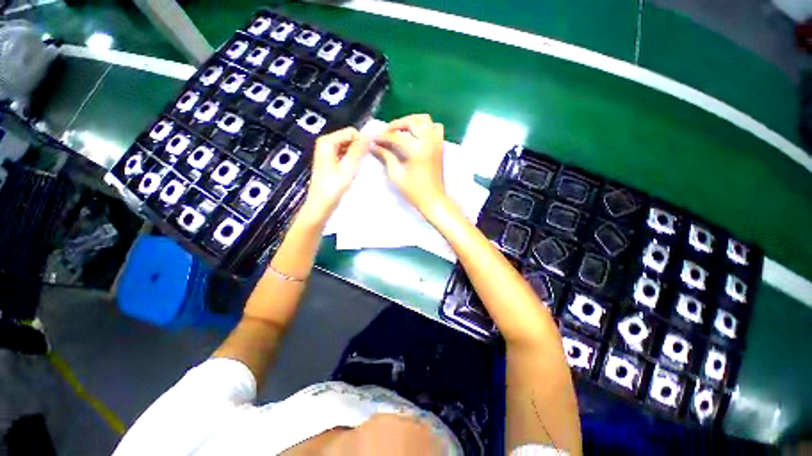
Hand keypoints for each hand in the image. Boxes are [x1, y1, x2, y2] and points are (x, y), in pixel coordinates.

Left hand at [300, 127, 365, 223]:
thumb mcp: (348, 168)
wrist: (321, 204)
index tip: (369, 154)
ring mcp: (327, 151)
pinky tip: (352, 170)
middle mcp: (325, 143)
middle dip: (358, 148)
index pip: (351, 132)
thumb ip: (358, 151)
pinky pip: (344, 153)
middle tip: (363, 162)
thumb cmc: (334, 187)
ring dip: (355, 155)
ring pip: (347, 146)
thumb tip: (368, 138)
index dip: (361, 141)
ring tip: (357, 167)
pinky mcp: (329, 160)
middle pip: (349, 138)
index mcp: (327, 142)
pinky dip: (350, 159)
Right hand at [371, 114, 446, 215]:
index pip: (395, 136)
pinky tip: (417, 135)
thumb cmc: (413, 191)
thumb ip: (386, 156)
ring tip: (401, 130)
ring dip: (411, 121)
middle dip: (397, 124)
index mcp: (416, 149)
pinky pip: (435, 128)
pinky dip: (425, 127)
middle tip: (386, 133)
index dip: (382, 137)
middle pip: (411, 121)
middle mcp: (428, 141)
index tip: (371, 138)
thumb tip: (374, 146)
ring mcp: (436, 143)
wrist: (433, 200)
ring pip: (425, 120)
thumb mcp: (396, 174)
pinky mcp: (440, 147)